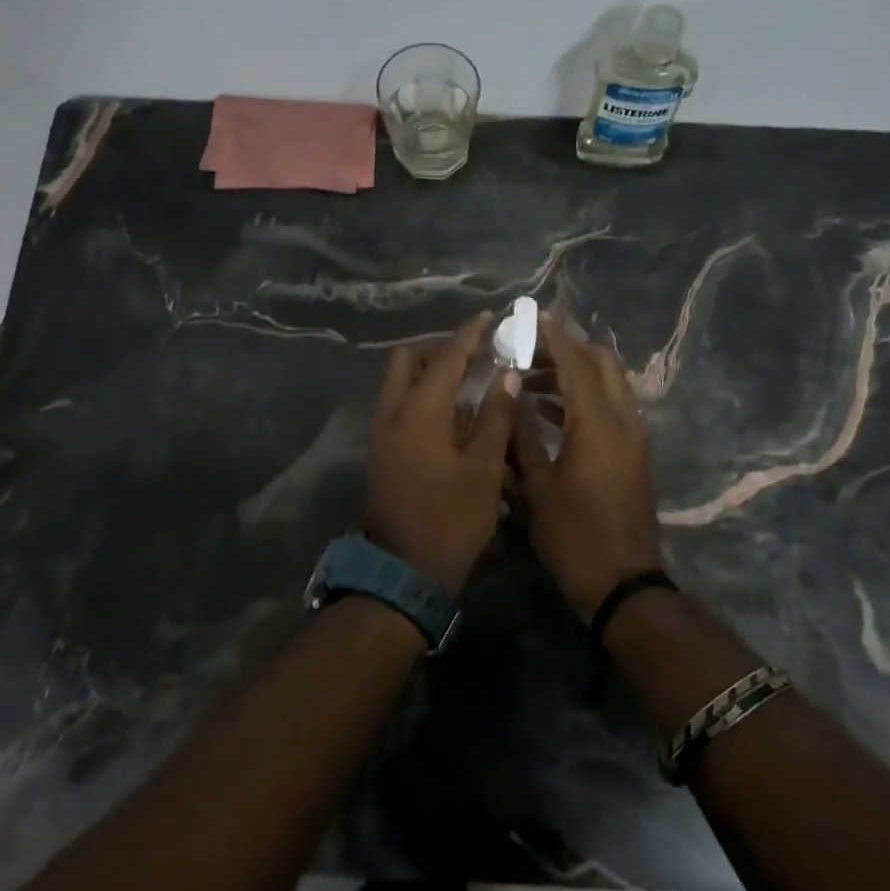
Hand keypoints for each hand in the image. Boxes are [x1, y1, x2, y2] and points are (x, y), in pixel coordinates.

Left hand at [365, 312, 520, 593]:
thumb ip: (495, 416)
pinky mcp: (382, 452)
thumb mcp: (483, 468)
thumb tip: (507, 375)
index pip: (445, 358)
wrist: (403, 572)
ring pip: (399, 384)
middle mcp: (392, 413)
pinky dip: (422, 398)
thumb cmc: (451, 519)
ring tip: (469, 383)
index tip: (489, 317)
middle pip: (407, 361)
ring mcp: (382, 434)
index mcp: (418, 412)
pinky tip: (453, 417)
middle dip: (439, 350)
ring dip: (429, 374)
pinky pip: (399, 407)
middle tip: (474, 354)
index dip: (469, 335)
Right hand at [512, 315, 664, 620]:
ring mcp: (633, 436)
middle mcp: (623, 420)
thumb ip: (521, 435)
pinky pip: (611, 407)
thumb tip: (509, 394)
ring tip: (530, 379)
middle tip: (529, 349)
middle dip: (568, 349)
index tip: (532, 315)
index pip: (576, 363)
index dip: (554, 336)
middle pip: (602, 363)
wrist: (623, 583)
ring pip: (608, 384)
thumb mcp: (536, 486)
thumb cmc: (573, 536)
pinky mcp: (634, 453)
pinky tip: (550, 409)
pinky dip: (584, 397)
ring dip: (574, 373)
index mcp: (597, 424)